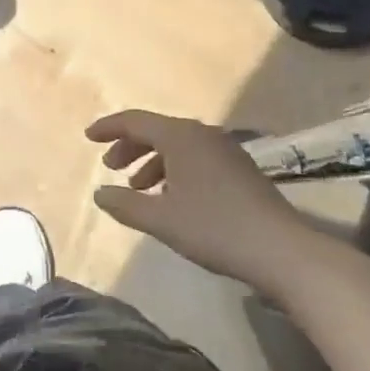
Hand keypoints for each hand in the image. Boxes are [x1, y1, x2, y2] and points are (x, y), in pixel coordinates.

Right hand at [86, 110, 300, 278]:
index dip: (109, 128)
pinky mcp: (239, 169)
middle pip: (156, 130)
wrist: (281, 249)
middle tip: (111, 167)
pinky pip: (195, 158)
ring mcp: (225, 150)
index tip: (88, 137)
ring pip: (177, 145)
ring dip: (152, 161)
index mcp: (180, 137)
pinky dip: (174, 170)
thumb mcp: (161, 220)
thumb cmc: (214, 228)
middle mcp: (202, 134)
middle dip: (129, 146)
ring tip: (138, 188)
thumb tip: (99, 193)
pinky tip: (171, 198)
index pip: (135, 121)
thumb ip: (125, 204)